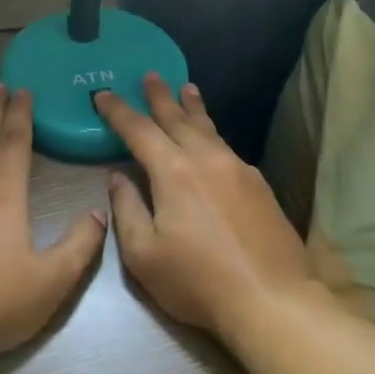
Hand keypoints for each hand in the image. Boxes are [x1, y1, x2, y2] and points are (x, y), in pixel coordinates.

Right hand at [96, 75, 314, 340]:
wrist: (272, 299)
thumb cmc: (197, 280)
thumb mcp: (143, 254)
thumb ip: (127, 209)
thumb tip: (118, 177)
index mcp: (173, 171)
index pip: (138, 130)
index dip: (118, 111)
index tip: (102, 95)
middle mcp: (206, 159)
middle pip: (177, 118)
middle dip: (159, 96)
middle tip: (150, 74)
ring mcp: (238, 169)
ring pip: (209, 129)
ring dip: (193, 107)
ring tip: (187, 88)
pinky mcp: (259, 185)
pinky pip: (227, 147)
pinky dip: (212, 133)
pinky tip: (212, 140)